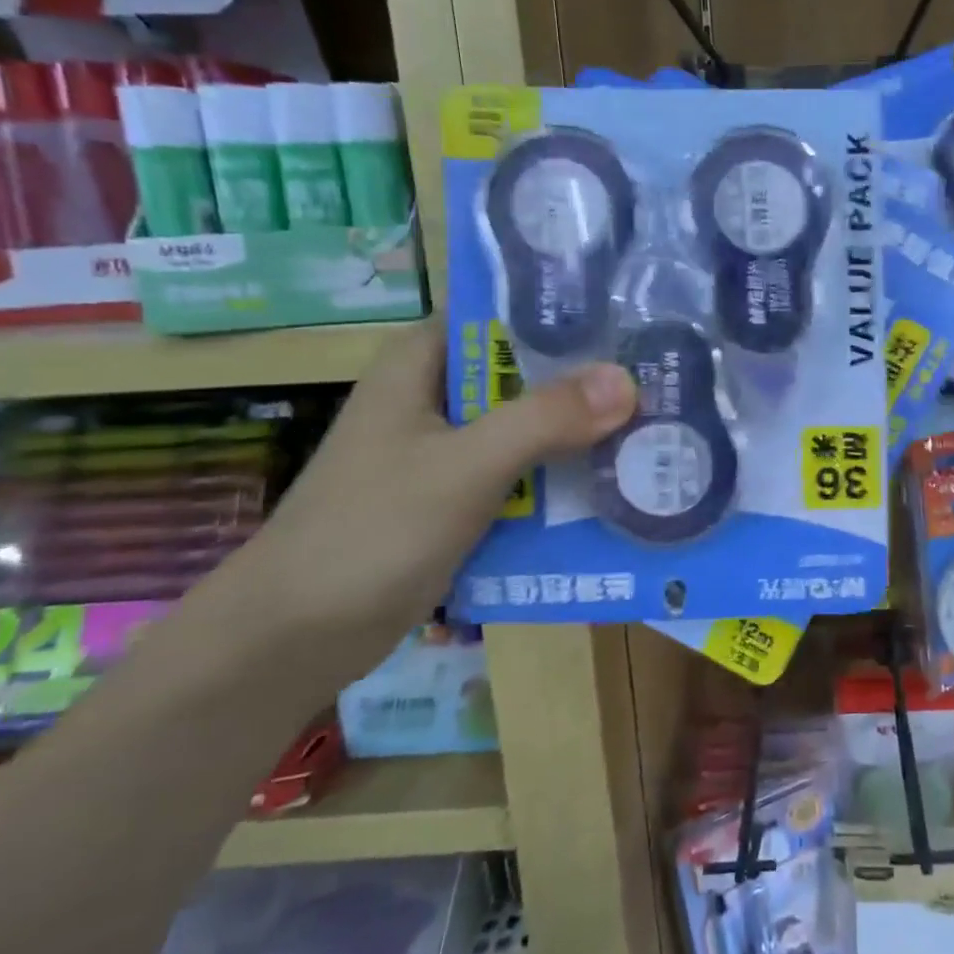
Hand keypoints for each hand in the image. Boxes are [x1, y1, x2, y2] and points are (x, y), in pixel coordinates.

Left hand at [225, 321, 635, 674]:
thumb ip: (545, 420)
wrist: (292, 640)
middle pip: (522, 374)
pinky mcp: (454, 500)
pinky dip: (557, 480)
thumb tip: (626, 380)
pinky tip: (611, 486)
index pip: (499, 313)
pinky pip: (519, 476)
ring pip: (526, 428)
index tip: (629, 320)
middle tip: (661, 381)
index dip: (562, 313)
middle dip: (585, 382)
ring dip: (578, 435)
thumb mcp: (465, 467)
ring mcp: (445, 453)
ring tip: (654, 431)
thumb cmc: (369, 533)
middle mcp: (435, 399)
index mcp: (420, 365)